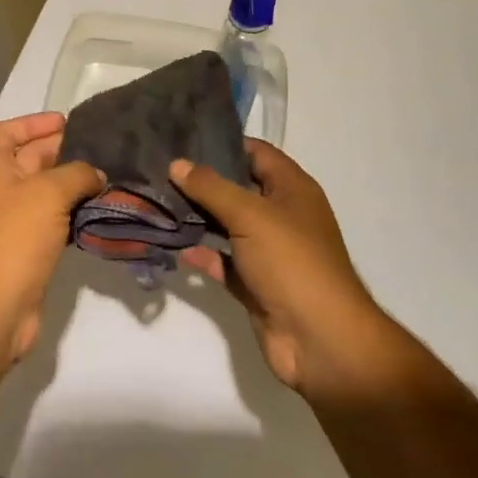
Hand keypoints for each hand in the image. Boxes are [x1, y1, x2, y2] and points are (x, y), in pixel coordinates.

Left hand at [0, 112, 104, 361]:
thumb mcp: (49, 192)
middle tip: (99, 148)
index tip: (65, 122)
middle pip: (29, 160)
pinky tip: (98, 212)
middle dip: (61, 151)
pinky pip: (53, 221)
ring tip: (107, 177)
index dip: (33, 122)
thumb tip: (96, 174)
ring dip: (72, 185)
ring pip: (45, 193)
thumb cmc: (14, 236)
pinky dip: (73, 214)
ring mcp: (11, 223)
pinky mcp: (27, 251)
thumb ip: (77, 173)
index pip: (6, 132)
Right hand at [174, 141, 396, 400]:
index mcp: (292, 189)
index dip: (224, 142)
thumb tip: (177, 163)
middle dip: (202, 180)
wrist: (320, 341)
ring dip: (197, 216)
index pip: (256, 152)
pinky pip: (223, 261)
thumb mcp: (251, 214)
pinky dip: (202, 254)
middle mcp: (281, 215)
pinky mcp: (255, 284)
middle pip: (238, 188)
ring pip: (227, 225)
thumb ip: (211, 187)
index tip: (183, 136)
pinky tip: (174, 245)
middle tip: (160, 167)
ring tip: (157, 199)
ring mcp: (268, 251)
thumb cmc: (292, 262)